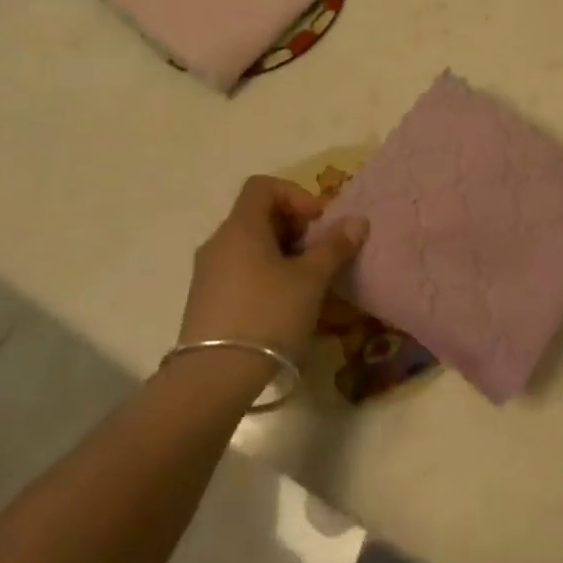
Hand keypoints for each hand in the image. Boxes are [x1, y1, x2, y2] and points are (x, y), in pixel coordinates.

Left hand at [181, 176, 367, 360]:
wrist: (214, 376)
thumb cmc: (268, 314)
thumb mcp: (310, 279)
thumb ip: (334, 246)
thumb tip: (357, 220)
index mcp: (241, 226)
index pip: (263, 186)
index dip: (296, 195)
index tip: (319, 222)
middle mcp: (219, 241)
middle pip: (257, 215)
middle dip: (294, 226)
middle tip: (319, 253)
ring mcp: (207, 272)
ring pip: (249, 245)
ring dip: (281, 253)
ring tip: (305, 281)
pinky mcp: (205, 300)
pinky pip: (238, 270)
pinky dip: (264, 273)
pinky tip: (282, 304)